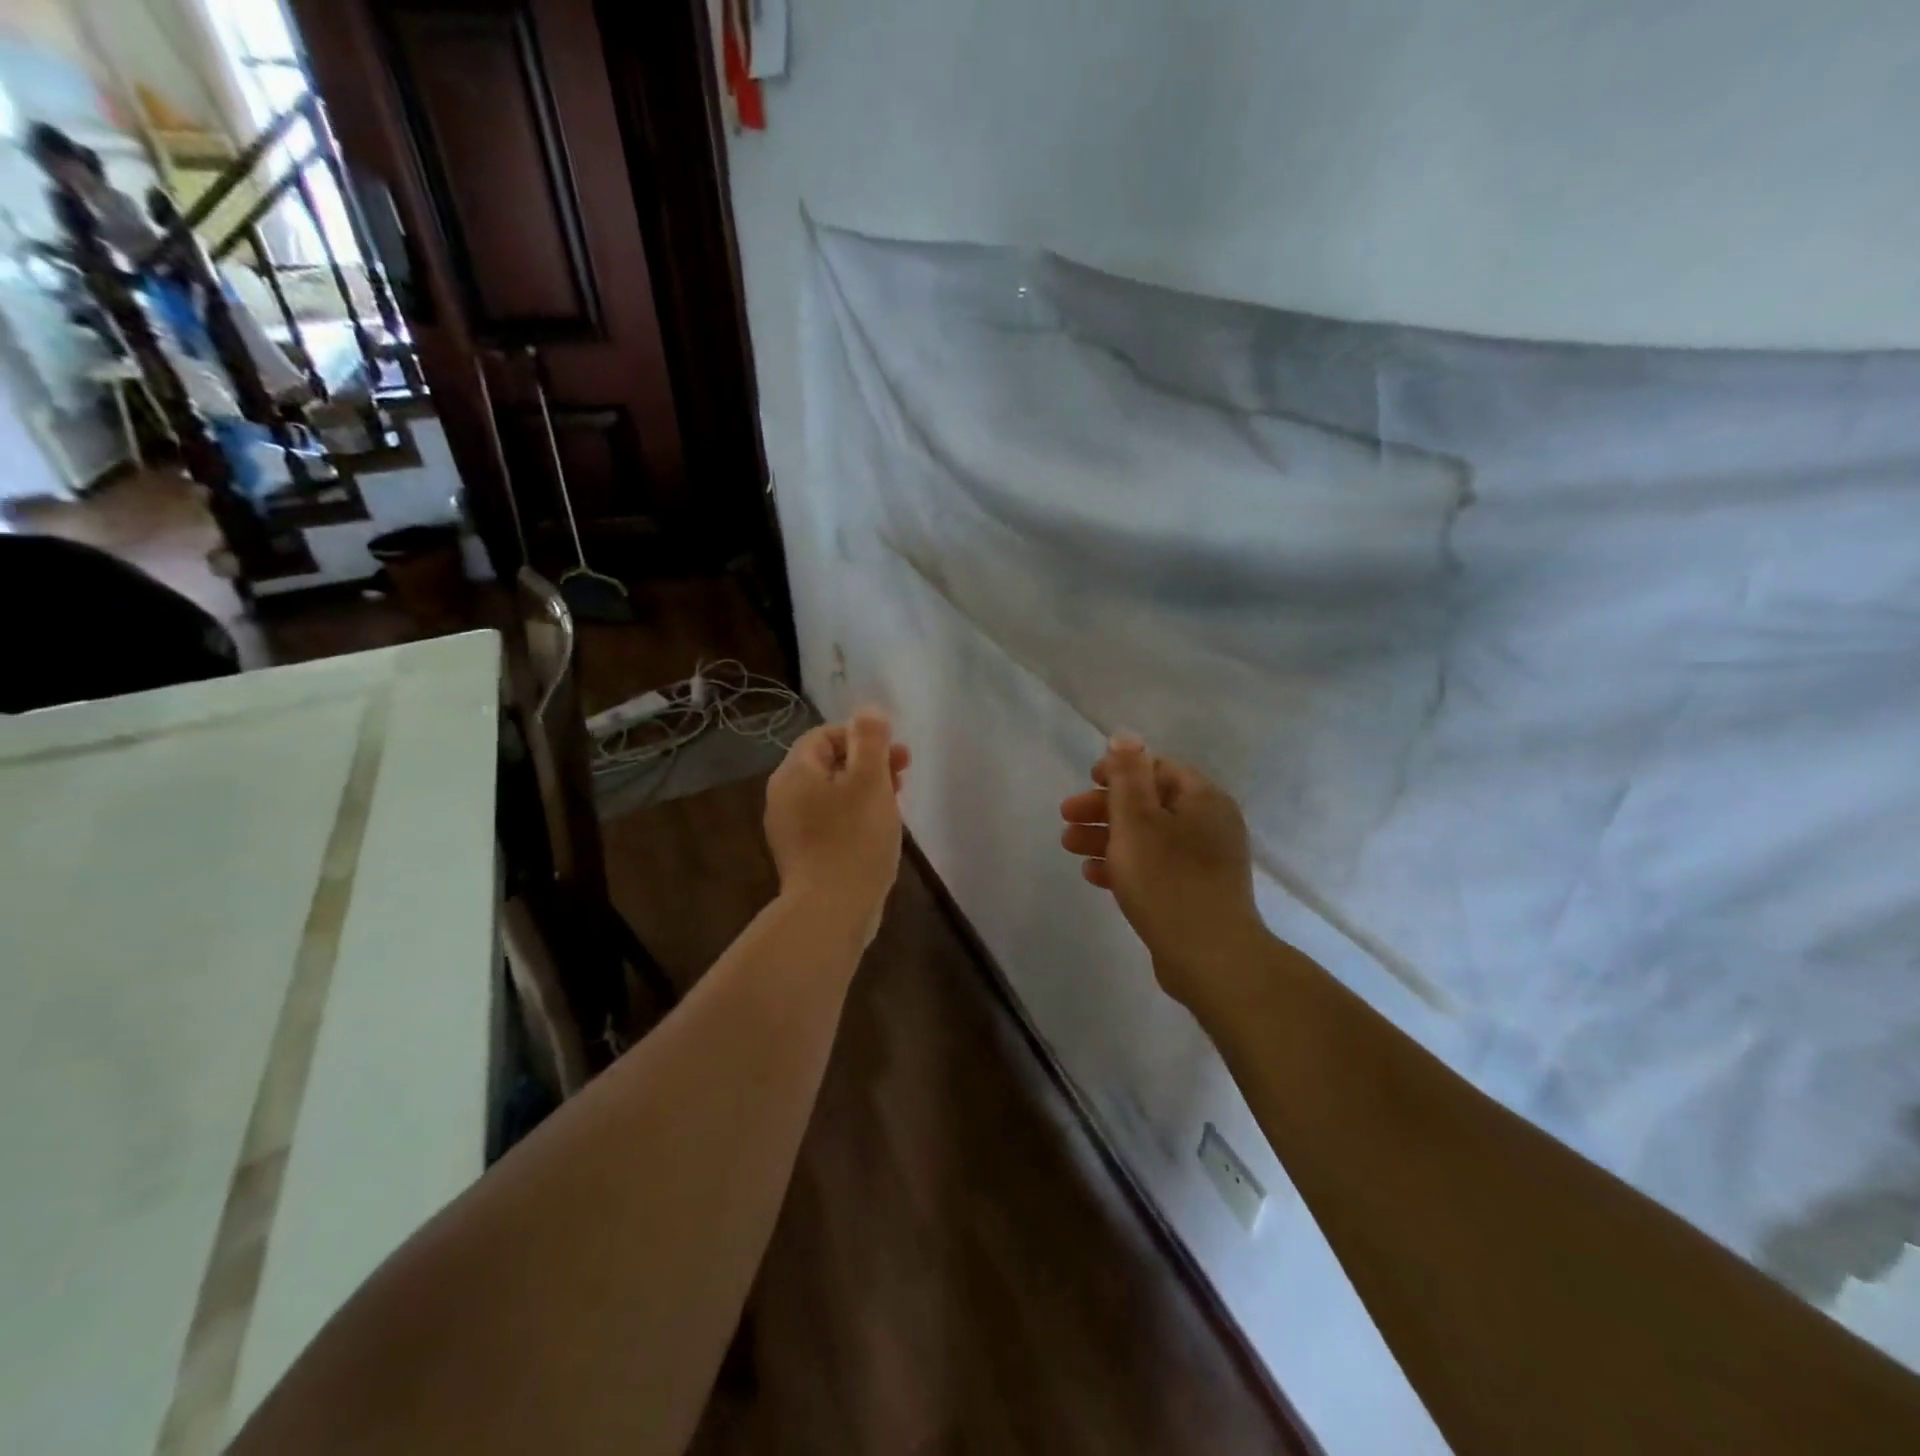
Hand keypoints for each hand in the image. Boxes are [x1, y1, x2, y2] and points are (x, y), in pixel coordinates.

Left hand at [765, 709, 911, 948]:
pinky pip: (830, 822)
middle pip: (828, 764)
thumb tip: (868, 710)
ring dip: (865, 791)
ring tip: (896, 805)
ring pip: (832, 795)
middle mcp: (784, 797)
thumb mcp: (869, 781)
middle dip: (868, 764)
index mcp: (795, 773)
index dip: (862, 737)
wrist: (831, 911)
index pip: (825, 735)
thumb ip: (870, 740)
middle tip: (903, 777)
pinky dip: (854, 818)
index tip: (895, 754)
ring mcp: (790, 829)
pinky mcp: (803, 855)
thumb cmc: (853, 839)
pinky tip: (878, 833)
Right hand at [1060, 734, 1266, 1006]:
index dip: (1119, 771)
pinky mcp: (1196, 893)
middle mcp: (1209, 824)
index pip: (1157, 769)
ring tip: (1070, 847)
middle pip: (1149, 804)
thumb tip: (1125, 735)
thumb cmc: (1168, 880)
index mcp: (1202, 799)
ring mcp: (1205, 861)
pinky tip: (1094, 876)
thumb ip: (1127, 776)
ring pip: (1148, 838)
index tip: (1086, 780)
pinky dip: (1124, 865)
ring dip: (1107, 837)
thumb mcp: (1138, 820)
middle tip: (1066, 818)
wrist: (1210, 957)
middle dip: (1104, 808)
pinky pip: (1155, 867)